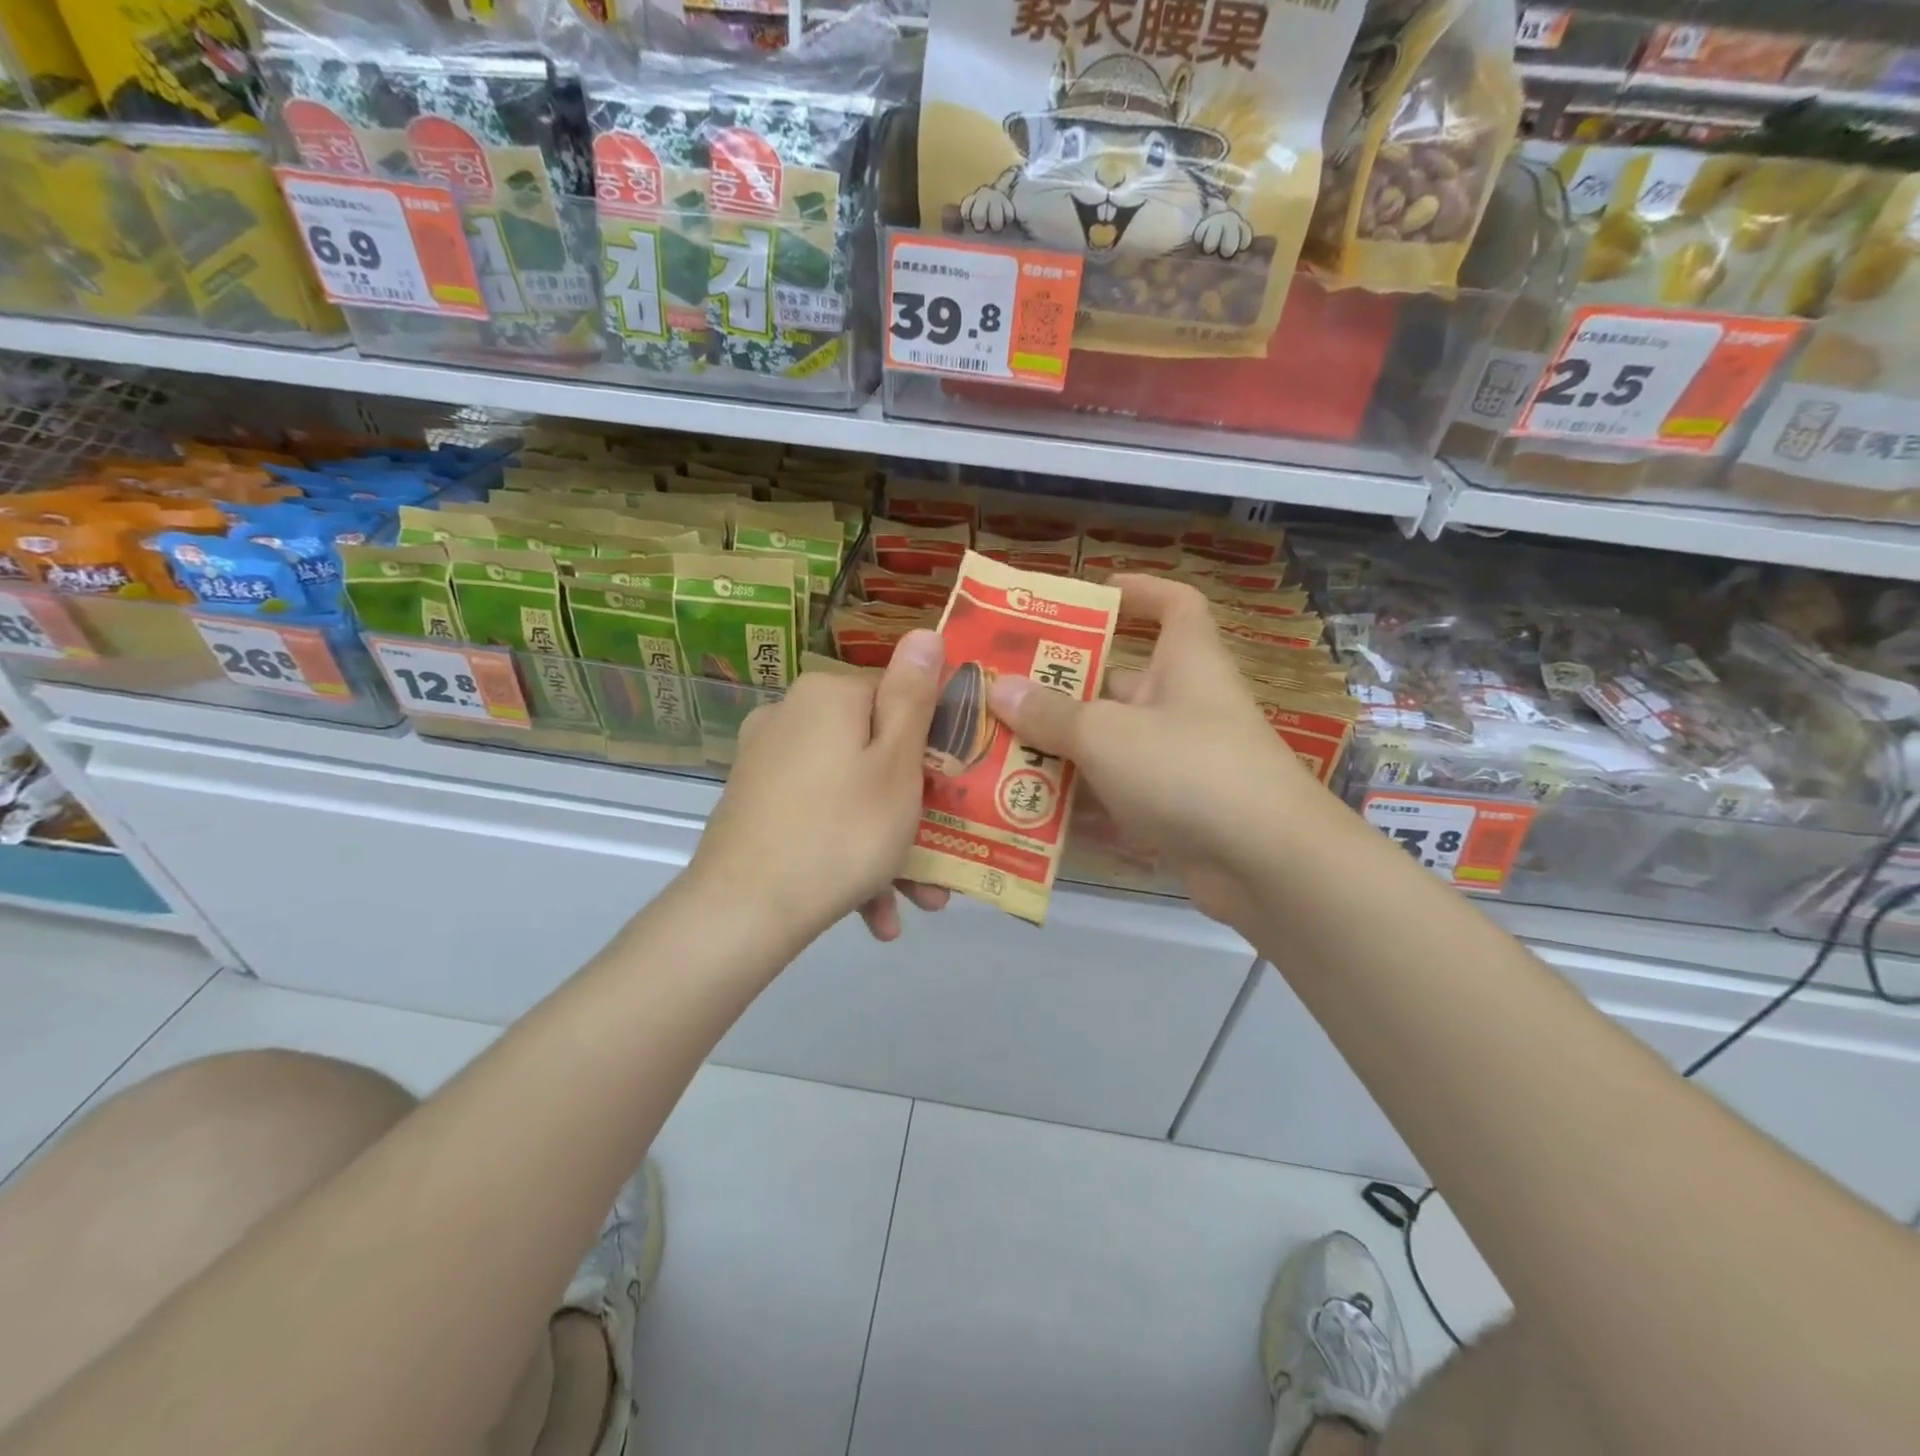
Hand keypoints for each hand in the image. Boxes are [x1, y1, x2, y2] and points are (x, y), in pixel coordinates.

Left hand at [690, 630, 951, 947]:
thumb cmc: (842, 831)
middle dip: (912, 806)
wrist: (743, 912)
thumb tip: (924, 632)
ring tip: (917, 898)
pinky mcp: (754, 805)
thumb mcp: (896, 763)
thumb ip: (913, 697)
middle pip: (873, 751)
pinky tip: (873, 913)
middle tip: (942, 855)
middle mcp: (790, 716)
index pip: (899, 697)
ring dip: (887, 843)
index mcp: (828, 695)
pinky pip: (817, 819)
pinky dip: (847, 855)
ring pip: (848, 793)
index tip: (955, 789)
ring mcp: (766, 762)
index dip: (934, 743)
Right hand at [987, 575, 1311, 927]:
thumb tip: (998, 688)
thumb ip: (1050, 714)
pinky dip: (1081, 804)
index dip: (1139, 591)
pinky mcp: (1175, 813)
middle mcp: (1185, 706)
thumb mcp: (1107, 734)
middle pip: (1119, 683)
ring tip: (999, 753)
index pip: (1174, 606)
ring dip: (1062, 752)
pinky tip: (1029, 812)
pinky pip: (1118, 797)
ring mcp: (1181, 763)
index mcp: (1185, 663)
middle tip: (1002, 694)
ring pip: (1111, 746)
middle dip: (1063, 689)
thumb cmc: (1188, 768)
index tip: (1093, 593)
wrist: (1267, 865)